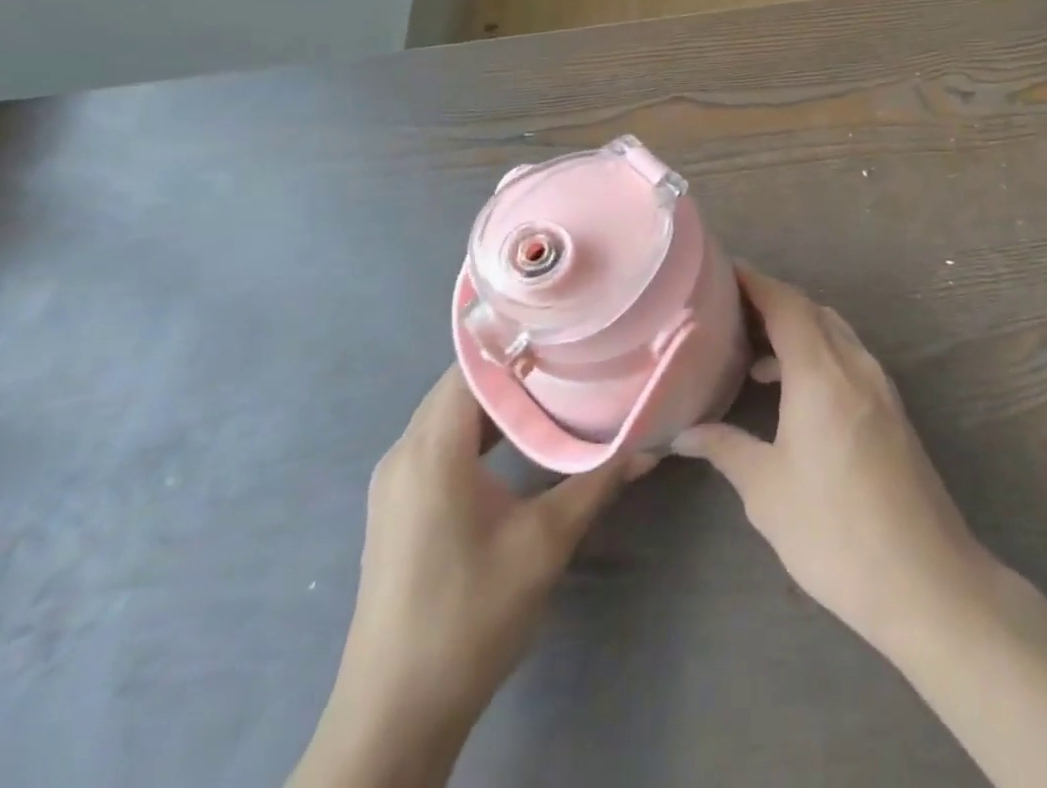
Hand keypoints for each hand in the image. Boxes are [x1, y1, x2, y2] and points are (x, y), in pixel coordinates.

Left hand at [291, 368, 652, 787]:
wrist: (395, 716)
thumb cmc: (470, 616)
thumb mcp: (545, 543)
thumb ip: (597, 483)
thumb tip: (651, 446)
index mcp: (431, 450)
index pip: (471, 367)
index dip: (516, 341)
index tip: (565, 330)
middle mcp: (404, 454)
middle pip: (460, 386)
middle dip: (515, 366)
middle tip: (571, 354)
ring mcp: (396, 482)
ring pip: (450, 414)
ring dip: (498, 399)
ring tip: (555, 386)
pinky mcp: (399, 506)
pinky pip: (440, 442)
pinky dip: (480, 429)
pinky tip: (519, 438)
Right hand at [672, 265, 990, 652]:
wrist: (925, 579)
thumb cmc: (835, 531)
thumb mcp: (767, 490)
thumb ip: (726, 448)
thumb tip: (683, 431)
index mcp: (821, 372)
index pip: (786, 304)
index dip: (755, 282)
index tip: (722, 271)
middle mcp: (854, 365)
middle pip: (812, 311)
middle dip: (772, 303)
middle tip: (728, 312)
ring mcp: (880, 385)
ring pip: (834, 333)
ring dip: (796, 330)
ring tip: (752, 352)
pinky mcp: (892, 409)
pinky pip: (848, 358)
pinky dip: (817, 354)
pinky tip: (793, 391)